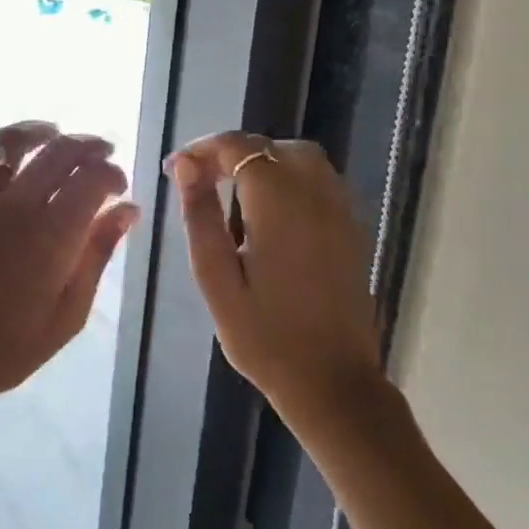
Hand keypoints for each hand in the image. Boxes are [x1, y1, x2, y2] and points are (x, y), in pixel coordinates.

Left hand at [0, 123, 139, 408]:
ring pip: (11, 142)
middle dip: (89, 146)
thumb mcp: (69, 313)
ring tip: (54, 135)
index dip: (113, 173)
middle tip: (99, 154)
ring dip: (41, 132)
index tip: (117, 186)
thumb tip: (127, 209)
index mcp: (53, 235)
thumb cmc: (9, 346)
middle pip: (60, 152)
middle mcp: (14, 205)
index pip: (94, 177)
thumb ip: (98, 253)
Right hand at [165, 132, 381, 412]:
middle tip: (200, 181)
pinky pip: (320, 181)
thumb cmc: (264, 337)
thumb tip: (184, 166)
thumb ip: (200, 216)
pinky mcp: (352, 229)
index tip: (176, 170)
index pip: (239, 148)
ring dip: (263, 162)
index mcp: (279, 204)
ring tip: (231, 192)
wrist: (332, 382)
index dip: (203, 150)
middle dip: (233, 153)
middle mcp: (316, 195)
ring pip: (301, 159)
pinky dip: (289, 178)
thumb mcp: (216, 278)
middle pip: (272, 147)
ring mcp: (340, 211)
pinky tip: (267, 212)